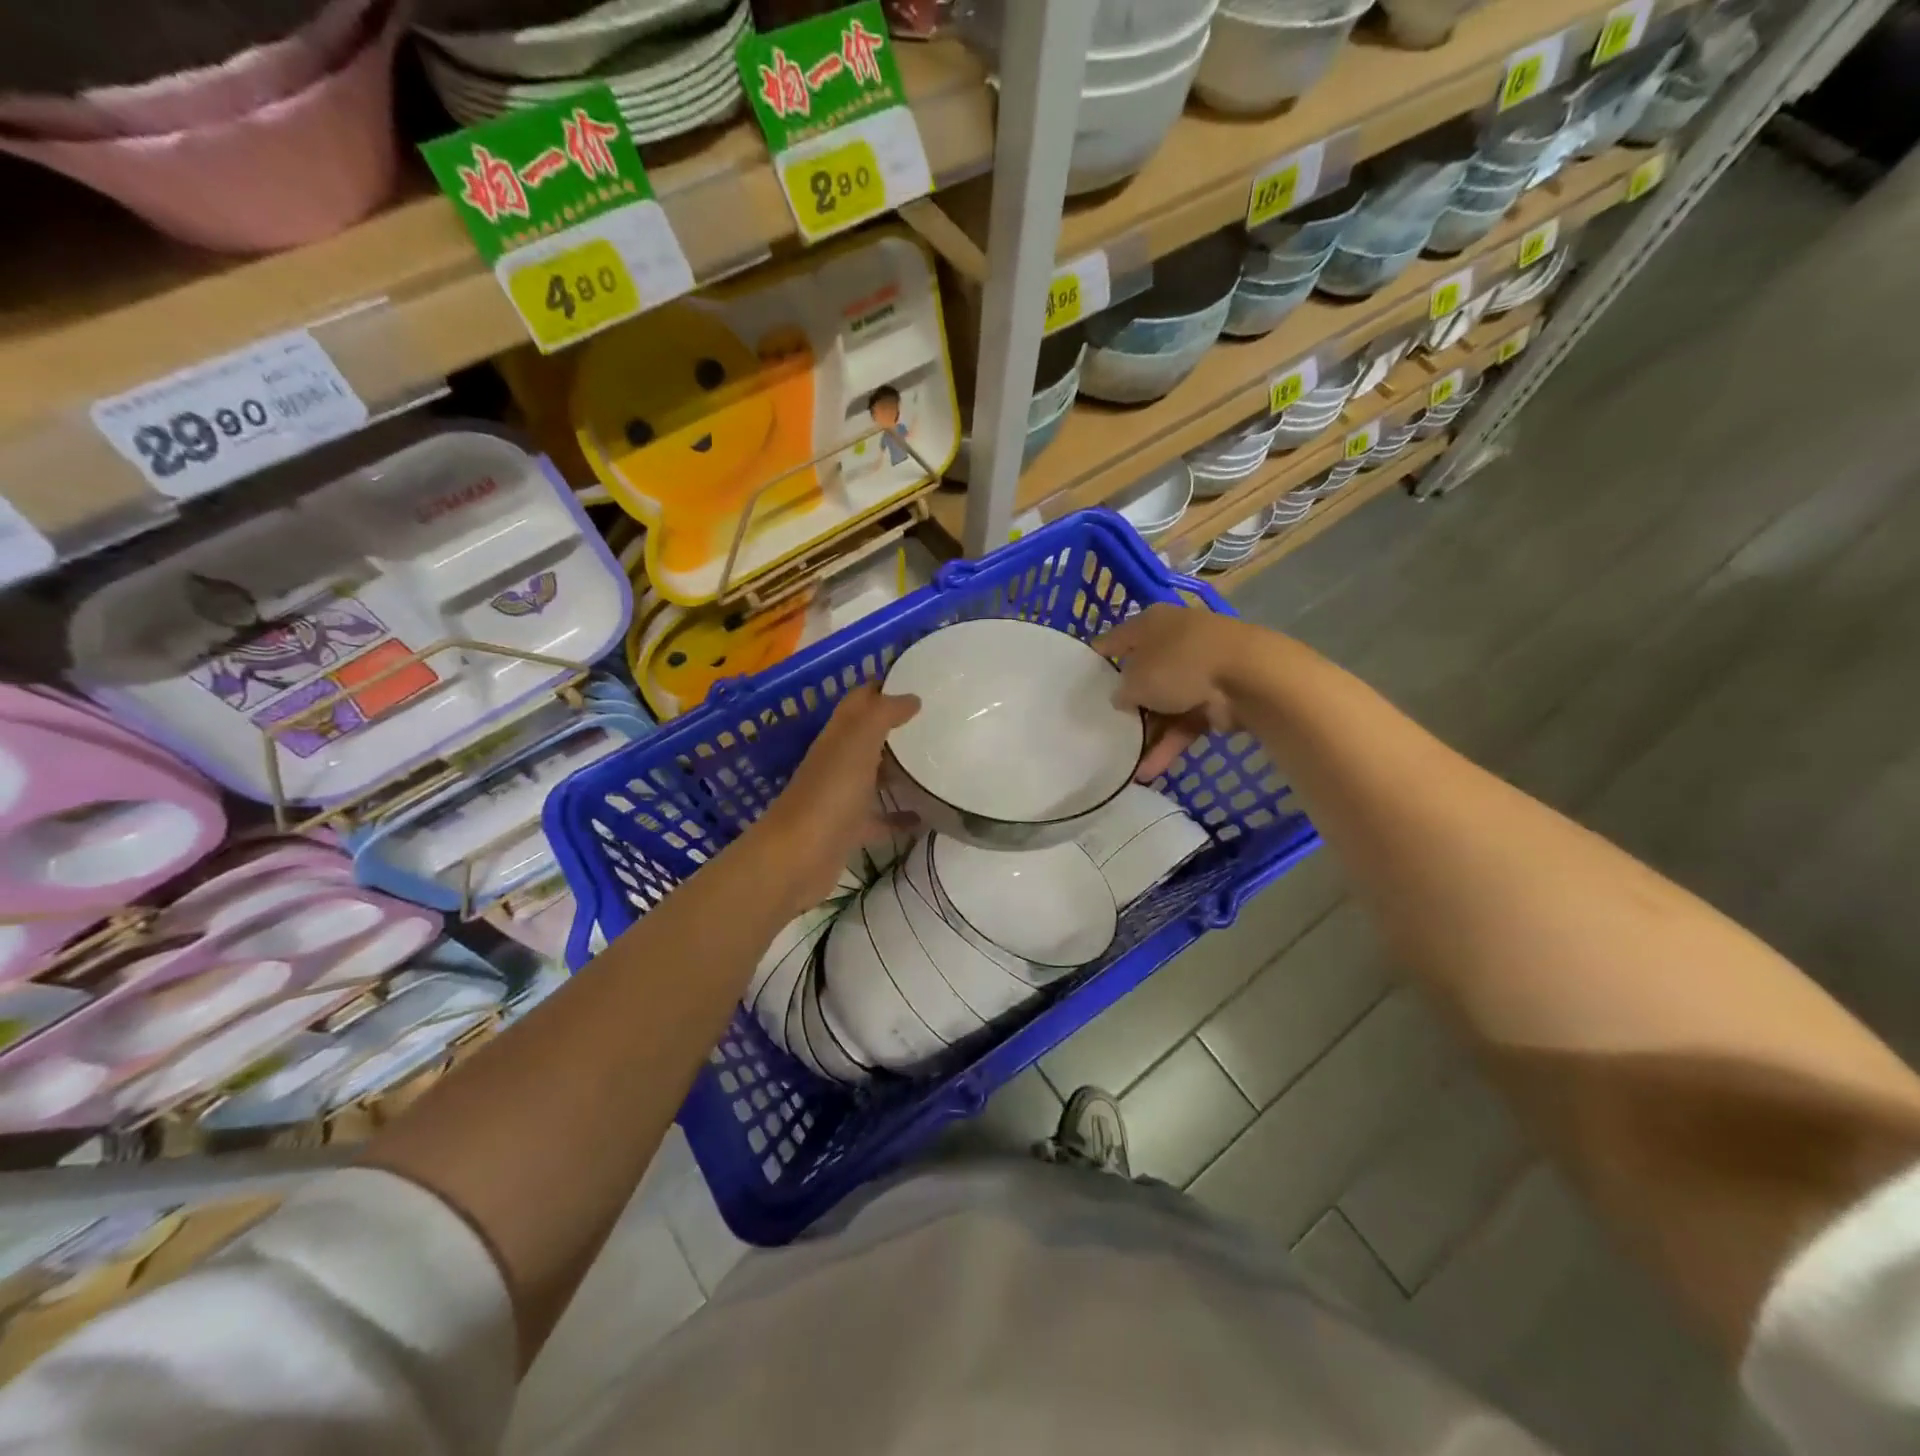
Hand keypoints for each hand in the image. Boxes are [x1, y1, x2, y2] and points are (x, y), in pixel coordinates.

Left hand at [750, 682, 919, 915]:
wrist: (797, 858)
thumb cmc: (830, 794)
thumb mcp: (858, 743)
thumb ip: (883, 715)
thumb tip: (911, 697)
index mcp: (838, 736)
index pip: (860, 700)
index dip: (883, 685)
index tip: (918, 677)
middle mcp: (838, 761)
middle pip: (867, 736)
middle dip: (896, 726)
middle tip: (936, 720)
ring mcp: (842, 797)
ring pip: (873, 776)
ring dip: (898, 770)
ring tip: (936, 763)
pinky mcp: (849, 831)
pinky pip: (879, 819)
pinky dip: (900, 817)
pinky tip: (926, 818)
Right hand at [1095, 604, 1257, 779]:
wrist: (1247, 677)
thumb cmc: (1178, 664)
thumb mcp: (1135, 678)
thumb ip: (1120, 690)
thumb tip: (1121, 699)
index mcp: (1151, 623)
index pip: (1115, 641)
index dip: (1097, 660)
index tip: (1078, 683)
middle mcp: (1173, 642)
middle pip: (1141, 675)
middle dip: (1124, 705)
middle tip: (1100, 728)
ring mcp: (1197, 672)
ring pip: (1163, 705)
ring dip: (1146, 735)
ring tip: (1122, 763)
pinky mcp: (1216, 700)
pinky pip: (1184, 724)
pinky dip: (1168, 746)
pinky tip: (1149, 772)